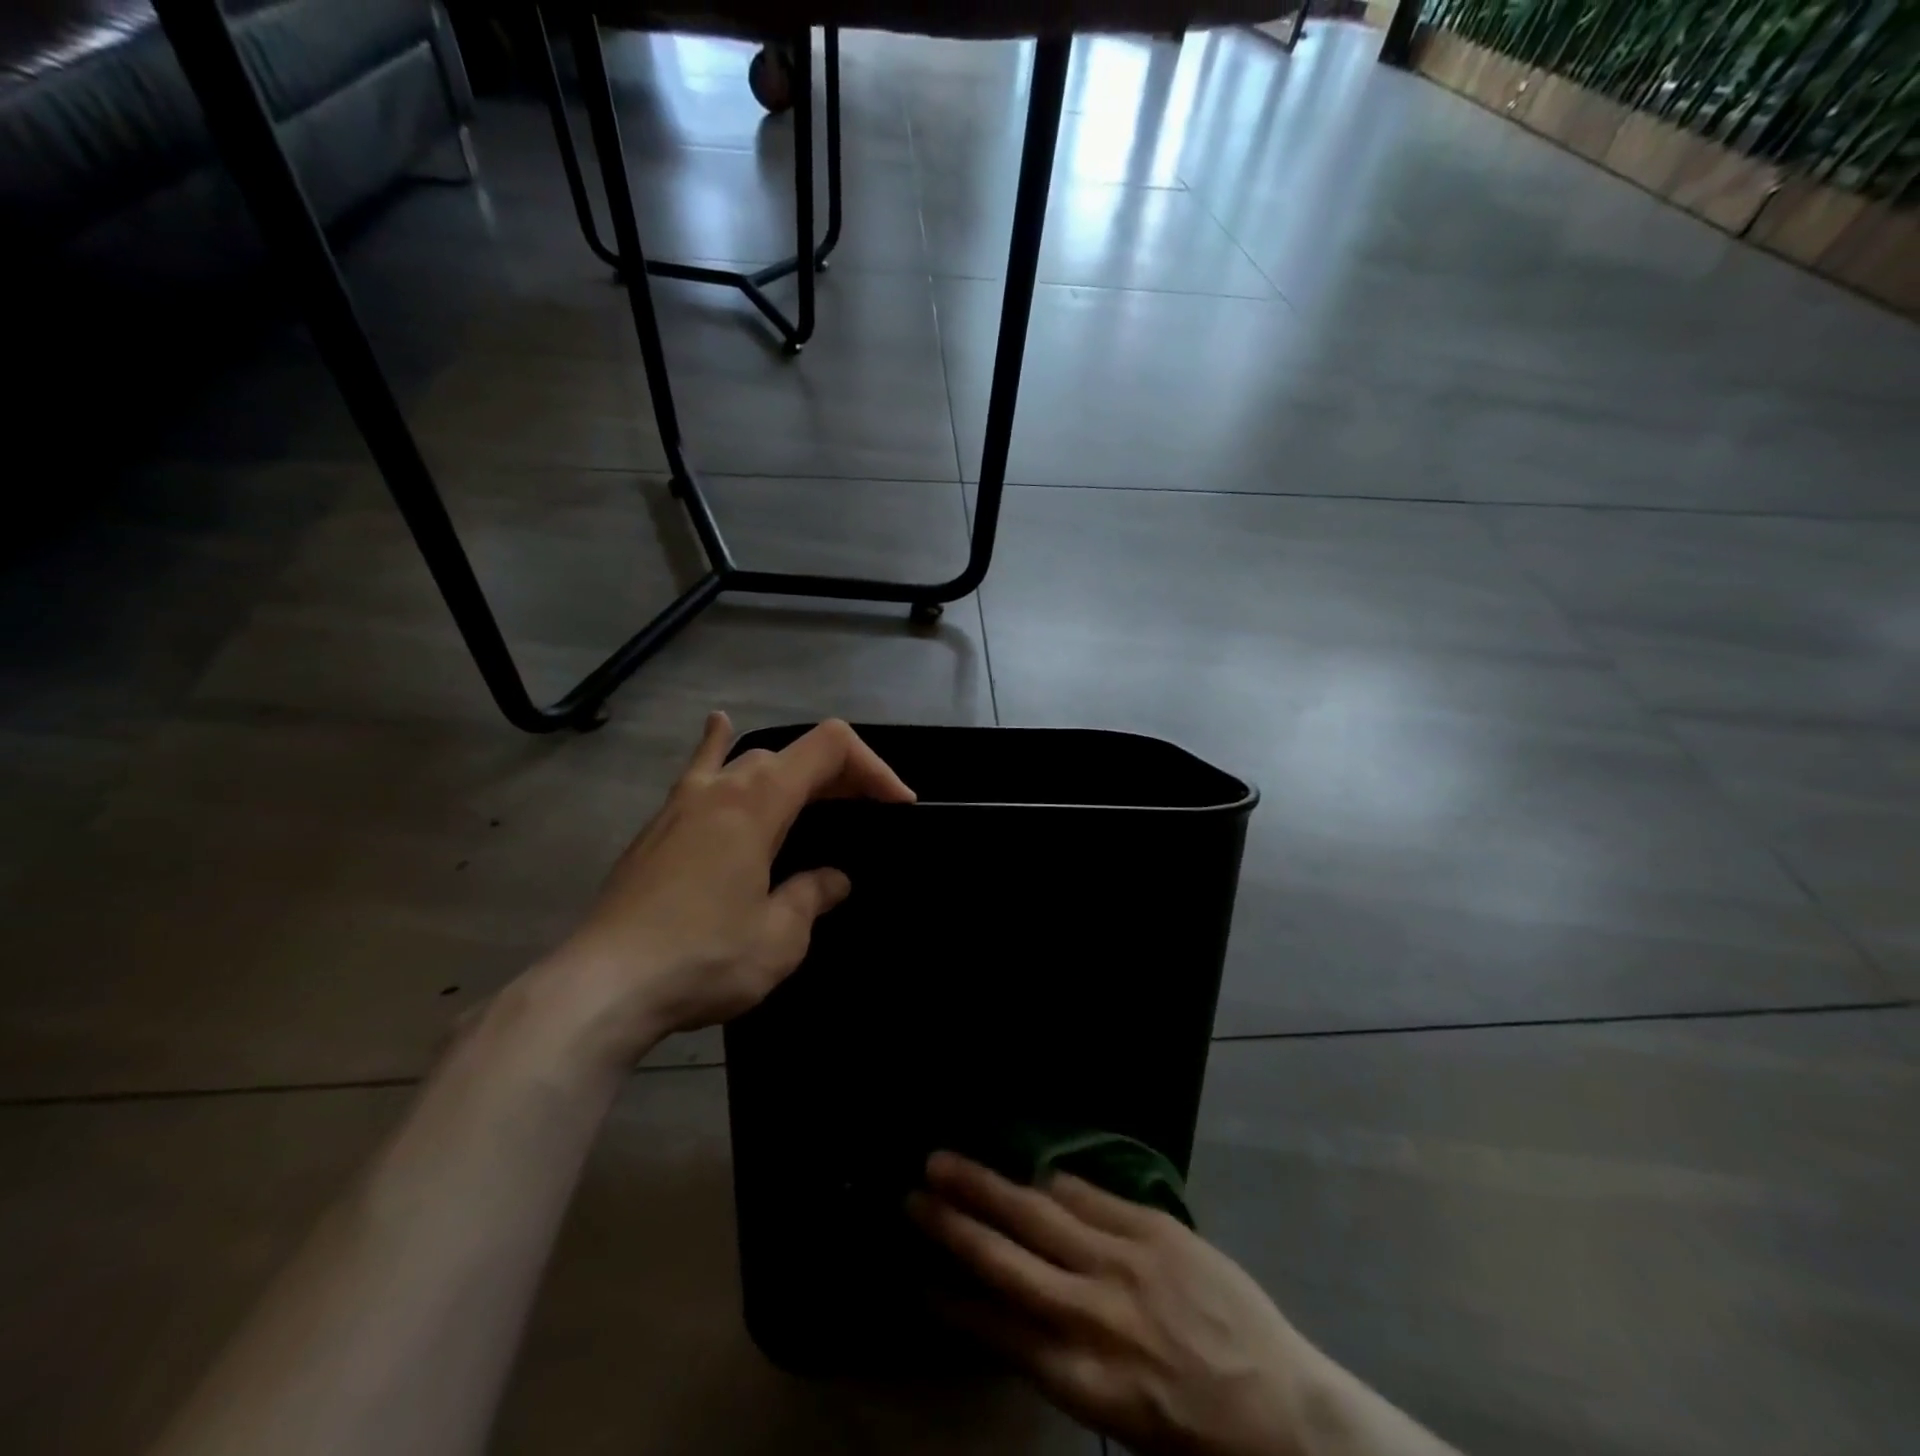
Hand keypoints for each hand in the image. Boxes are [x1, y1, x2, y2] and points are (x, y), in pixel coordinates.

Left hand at [541, 713, 913, 1061]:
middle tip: (865, 817)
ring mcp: (682, 801)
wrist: (603, 987)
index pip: (831, 748)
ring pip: (748, 761)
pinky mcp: (659, 827)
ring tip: (817, 799)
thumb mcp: (779, 936)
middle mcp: (721, 785)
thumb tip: (831, 879)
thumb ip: (812, 895)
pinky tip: (719, 728)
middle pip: (793, 753)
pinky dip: (718, 748)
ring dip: (792, 773)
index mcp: (758, 799)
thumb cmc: (702, 957)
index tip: (898, 807)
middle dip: (840, 777)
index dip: (874, 767)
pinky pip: (699, 770)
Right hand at [909, 1152, 1324, 1455]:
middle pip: (1005, 1259)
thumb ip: (1062, 1356)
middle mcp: (1092, 1313)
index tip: (916, 1275)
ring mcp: (1123, 1260)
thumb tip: (1012, 1307)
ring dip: (987, 1187)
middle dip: (953, 1226)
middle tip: (911, 1198)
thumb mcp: (1118, 1419)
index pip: (996, 1328)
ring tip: (945, 1162)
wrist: (1284, 1407)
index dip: (951, 1299)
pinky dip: (1053, 1185)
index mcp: (1081, 1377)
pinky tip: (1029, 1174)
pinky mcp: (1152, 1228)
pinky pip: (1089, 1196)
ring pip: (1038, 1213)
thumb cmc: (1197, 1432)